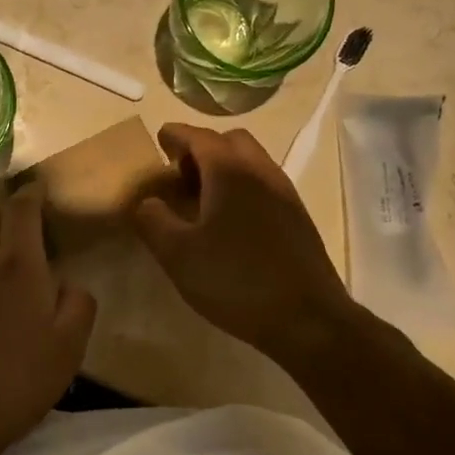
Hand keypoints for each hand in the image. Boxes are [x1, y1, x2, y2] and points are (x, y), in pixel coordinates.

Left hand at [0, 185, 96, 454]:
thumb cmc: (16, 380)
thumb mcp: (70, 346)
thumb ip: (78, 301)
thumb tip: (65, 281)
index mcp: (18, 262)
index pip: (22, 207)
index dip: (33, 193)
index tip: (41, 189)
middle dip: (10, 213)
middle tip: (28, 226)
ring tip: (5, 256)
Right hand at [131, 123, 354, 361]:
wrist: (308, 319)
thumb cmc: (236, 280)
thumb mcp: (178, 255)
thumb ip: (153, 221)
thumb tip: (146, 202)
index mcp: (230, 172)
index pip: (199, 136)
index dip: (176, 135)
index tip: (159, 140)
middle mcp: (261, 172)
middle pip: (230, 141)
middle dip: (202, 148)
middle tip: (180, 174)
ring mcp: (285, 194)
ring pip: (252, 162)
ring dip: (225, 167)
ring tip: (202, 199)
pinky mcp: (298, 218)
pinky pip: (265, 184)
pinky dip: (243, 187)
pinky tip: (230, 222)